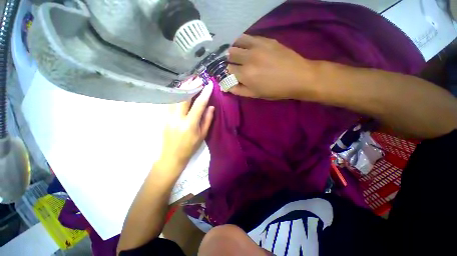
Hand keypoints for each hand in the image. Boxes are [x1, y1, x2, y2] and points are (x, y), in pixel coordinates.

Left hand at [156, 80, 214, 177]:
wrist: (171, 156)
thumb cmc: (190, 147)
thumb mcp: (202, 135)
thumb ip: (207, 120)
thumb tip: (211, 106)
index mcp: (190, 124)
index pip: (199, 105)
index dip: (205, 93)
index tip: (209, 84)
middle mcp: (178, 118)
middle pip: (183, 97)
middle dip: (191, 85)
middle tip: (198, 77)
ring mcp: (168, 116)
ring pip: (174, 97)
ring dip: (183, 87)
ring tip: (189, 80)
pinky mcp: (164, 117)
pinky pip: (170, 102)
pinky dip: (176, 93)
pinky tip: (180, 89)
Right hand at [227, 34, 317, 99]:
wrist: (299, 77)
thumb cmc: (275, 90)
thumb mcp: (255, 95)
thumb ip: (239, 90)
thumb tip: (227, 86)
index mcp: (245, 74)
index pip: (228, 69)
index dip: (228, 72)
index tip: (231, 74)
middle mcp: (248, 58)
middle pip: (230, 54)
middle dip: (230, 60)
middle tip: (235, 64)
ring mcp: (257, 46)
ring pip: (237, 42)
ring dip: (235, 48)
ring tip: (239, 54)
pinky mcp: (266, 40)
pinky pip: (248, 37)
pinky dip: (244, 42)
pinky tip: (248, 47)